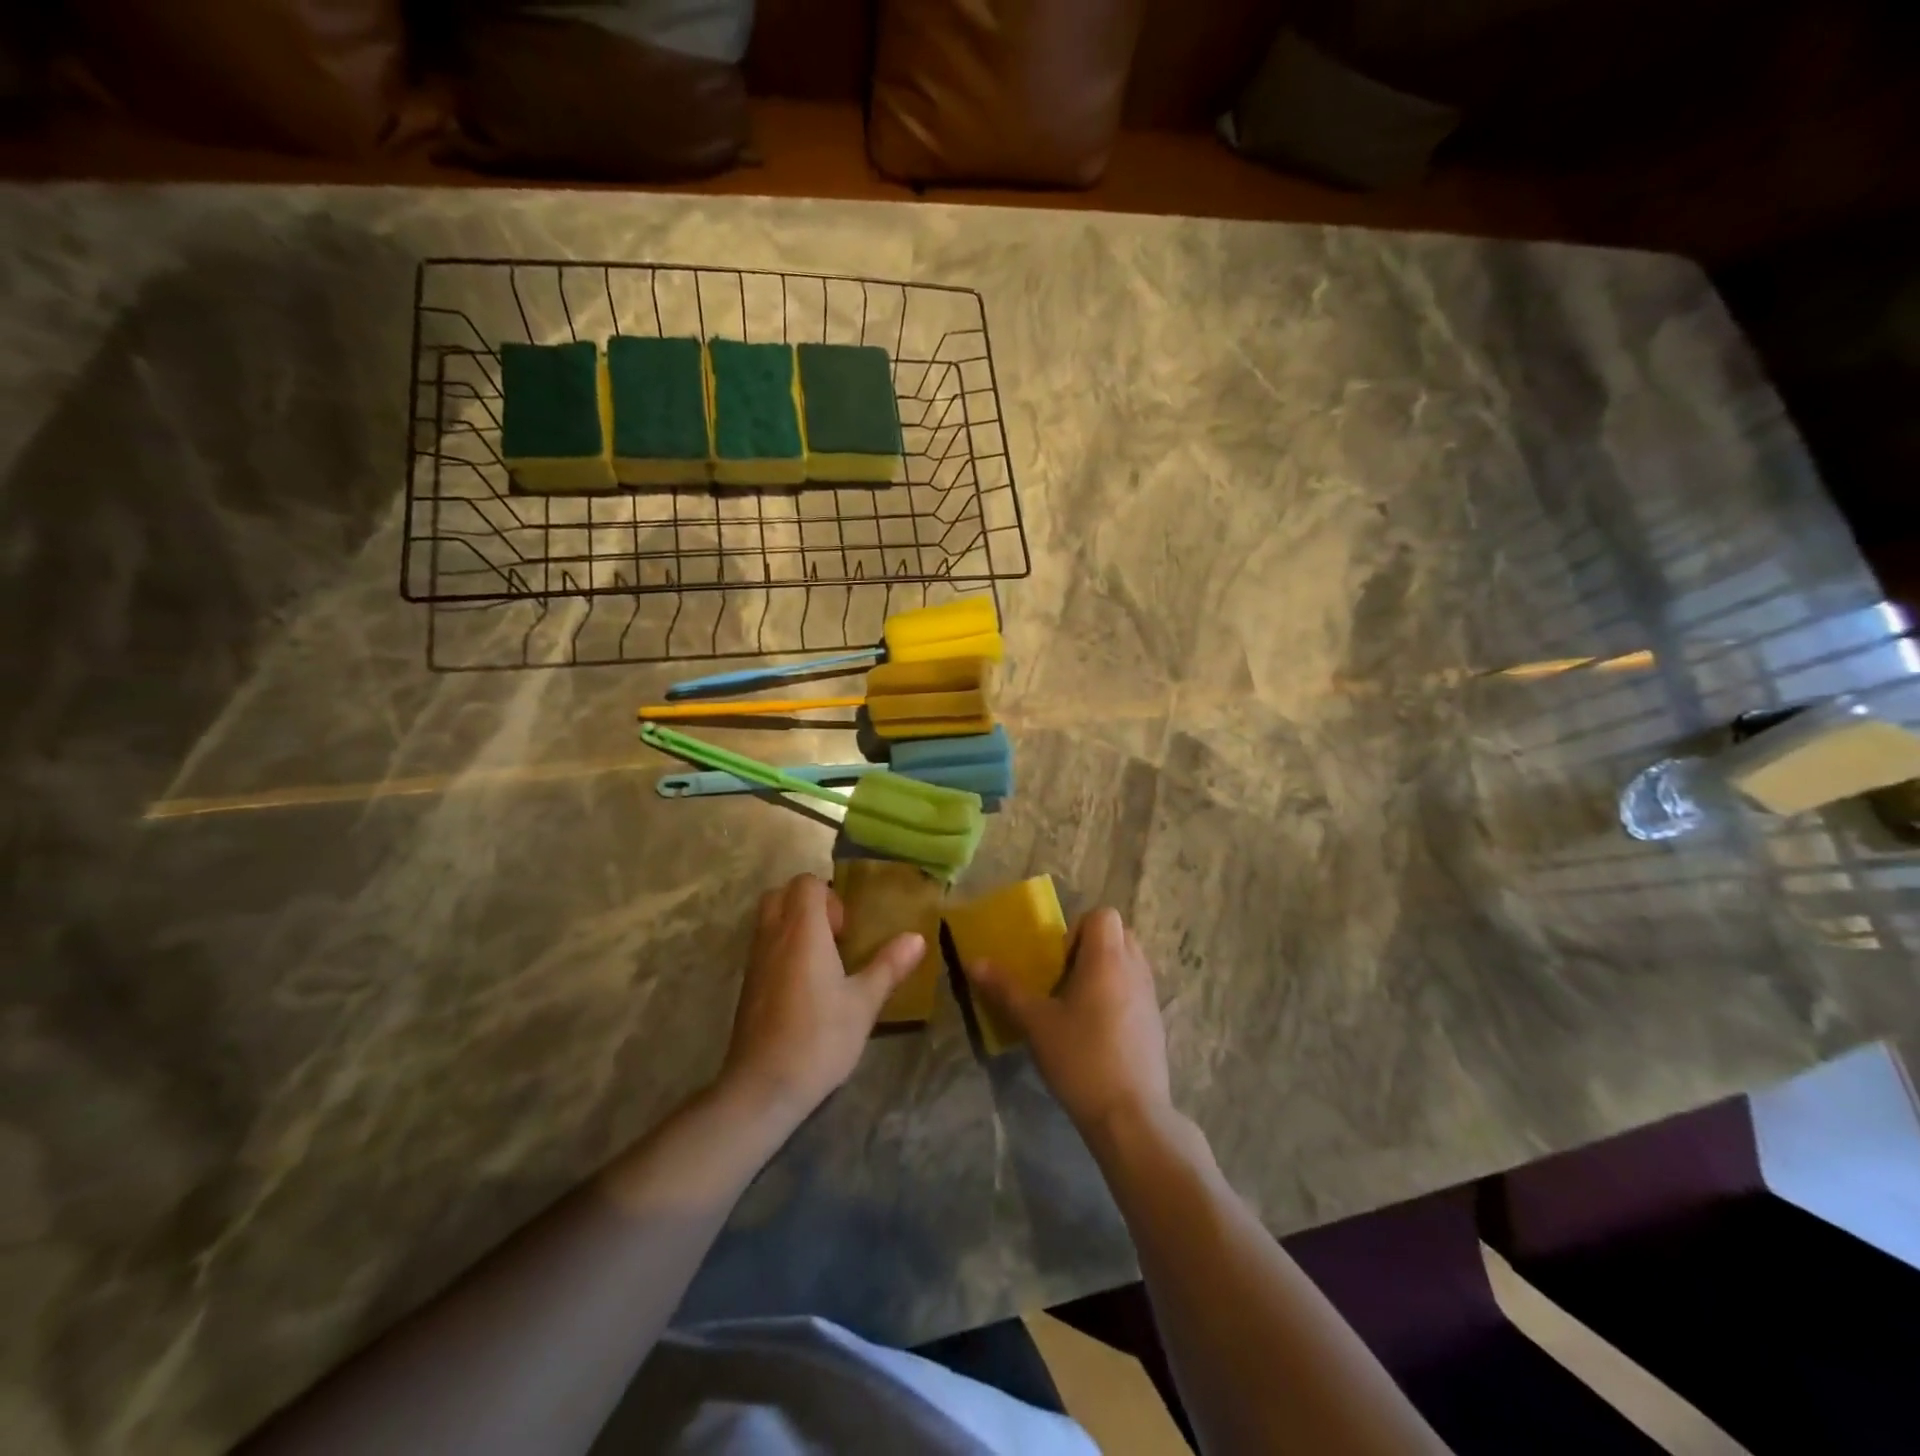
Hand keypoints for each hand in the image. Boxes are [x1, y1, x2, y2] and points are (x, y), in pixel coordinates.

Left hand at [720, 874, 923, 1123]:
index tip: (846, 930)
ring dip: (793, 925)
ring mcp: (754, 960)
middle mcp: (773, 936)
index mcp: (802, 931)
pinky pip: (762, 946)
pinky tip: (805, 984)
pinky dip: (781, 948)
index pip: (806, 883)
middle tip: (834, 935)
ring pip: (768, 919)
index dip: (829, 896)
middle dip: (808, 903)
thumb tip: (917, 938)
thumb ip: (889, 966)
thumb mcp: (864, 1003)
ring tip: (822, 959)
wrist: (763, 1086)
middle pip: (781, 894)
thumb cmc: (819, 1038)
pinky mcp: (747, 984)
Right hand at [963, 907, 1171, 1137]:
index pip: (1103, 915)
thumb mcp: (1035, 1023)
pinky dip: (1117, 996)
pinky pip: (1135, 990)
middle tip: (1064, 979)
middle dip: (1090, 948)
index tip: (1058, 962)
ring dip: (1104, 972)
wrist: (1131, 1116)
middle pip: (1118, 935)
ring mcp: (1150, 997)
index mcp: (1108, 959)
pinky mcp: (1155, 1024)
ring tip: (1077, 1006)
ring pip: (1129, 963)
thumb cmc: (1081, 1059)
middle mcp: (1135, 969)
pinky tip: (1095, 1032)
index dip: (1077, 929)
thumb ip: (1005, 989)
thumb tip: (974, 962)